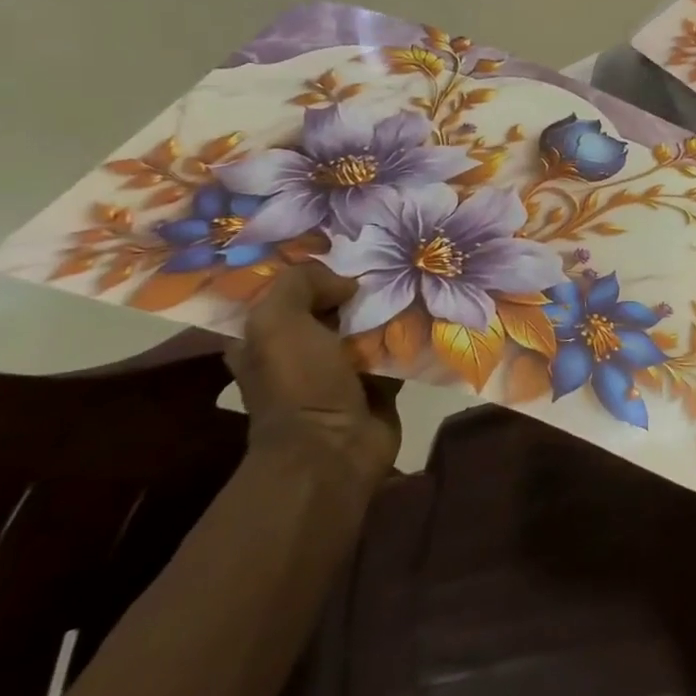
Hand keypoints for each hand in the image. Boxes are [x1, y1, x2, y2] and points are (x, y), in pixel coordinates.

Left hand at [226, 263, 402, 489]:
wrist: (334, 448)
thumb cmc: (298, 384)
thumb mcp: (277, 323)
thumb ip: (300, 284)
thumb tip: (347, 284)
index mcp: (265, 338)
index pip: (285, 291)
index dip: (310, 268)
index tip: (345, 247)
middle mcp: (300, 351)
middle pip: (331, 303)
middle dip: (357, 284)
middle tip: (390, 259)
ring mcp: (339, 368)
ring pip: (367, 324)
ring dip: (389, 307)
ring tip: (417, 278)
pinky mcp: (376, 382)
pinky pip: (396, 348)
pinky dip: (411, 334)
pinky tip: (429, 311)